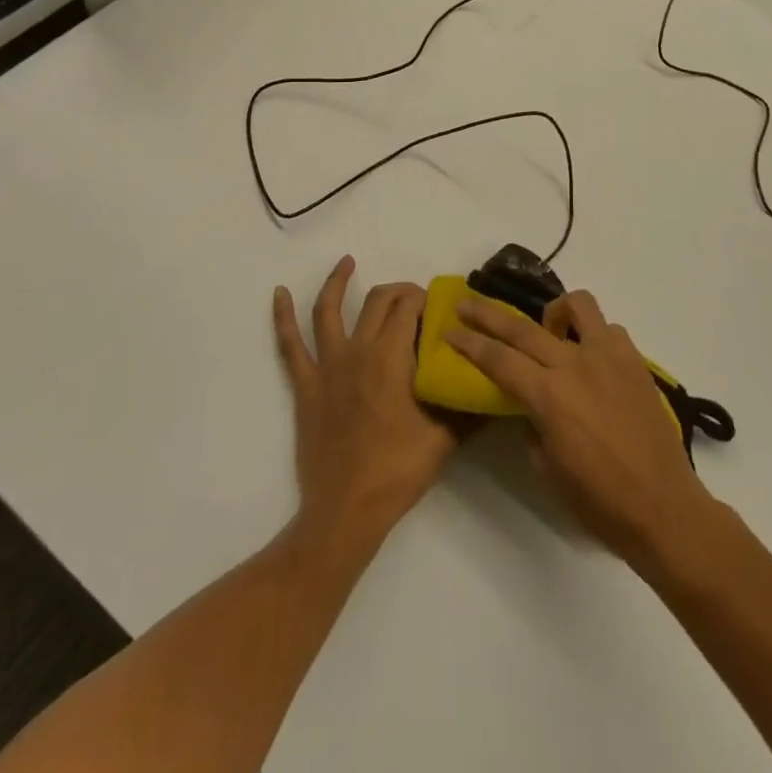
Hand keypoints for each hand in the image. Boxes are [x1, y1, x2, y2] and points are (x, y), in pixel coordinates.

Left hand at [273, 257, 459, 547]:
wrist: (347, 510)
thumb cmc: (398, 471)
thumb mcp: (446, 437)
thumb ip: (468, 405)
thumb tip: (492, 383)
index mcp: (391, 358)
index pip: (409, 308)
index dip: (426, 299)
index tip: (440, 306)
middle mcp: (357, 351)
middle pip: (377, 302)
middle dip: (399, 291)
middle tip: (415, 297)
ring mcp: (327, 366)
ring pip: (329, 310)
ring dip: (337, 282)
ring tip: (346, 261)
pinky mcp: (306, 385)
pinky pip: (290, 345)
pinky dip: (282, 317)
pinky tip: (279, 294)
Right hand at [447, 290, 717, 571]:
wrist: (665, 509)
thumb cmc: (600, 501)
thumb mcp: (548, 469)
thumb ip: (532, 425)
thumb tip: (531, 405)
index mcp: (549, 396)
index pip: (498, 359)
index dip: (469, 344)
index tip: (449, 331)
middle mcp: (575, 365)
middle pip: (522, 327)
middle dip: (487, 314)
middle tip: (466, 305)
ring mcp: (609, 357)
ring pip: (577, 306)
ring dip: (554, 312)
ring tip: (549, 330)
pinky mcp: (635, 362)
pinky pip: (608, 330)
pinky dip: (592, 336)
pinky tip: (590, 358)